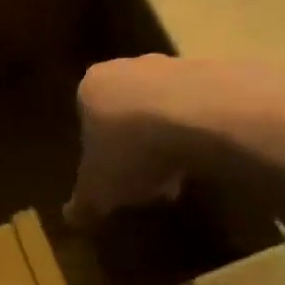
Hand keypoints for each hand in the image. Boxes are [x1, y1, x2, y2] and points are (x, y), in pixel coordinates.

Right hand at [64, 55, 191, 226]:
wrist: (202, 115)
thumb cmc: (133, 149)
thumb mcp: (98, 190)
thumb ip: (83, 204)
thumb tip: (72, 219)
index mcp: (91, 88)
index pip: (87, 119)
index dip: (99, 154)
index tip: (115, 181)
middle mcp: (127, 67)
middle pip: (126, 112)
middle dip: (136, 147)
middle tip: (147, 181)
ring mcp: (171, 65)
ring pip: (163, 109)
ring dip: (169, 140)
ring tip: (181, 177)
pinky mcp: (212, 72)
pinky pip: (198, 108)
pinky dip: (200, 131)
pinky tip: (208, 159)